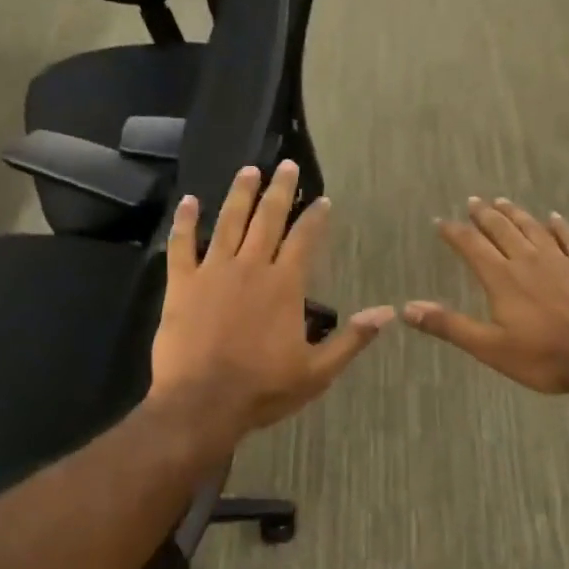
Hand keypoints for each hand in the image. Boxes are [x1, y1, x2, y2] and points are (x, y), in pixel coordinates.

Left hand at [150, 161, 394, 454]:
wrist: (203, 403)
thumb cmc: (263, 389)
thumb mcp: (318, 371)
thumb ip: (352, 338)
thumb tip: (388, 311)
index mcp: (284, 285)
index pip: (305, 240)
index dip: (315, 218)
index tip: (323, 200)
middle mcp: (250, 267)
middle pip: (267, 218)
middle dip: (280, 190)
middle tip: (286, 165)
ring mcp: (213, 272)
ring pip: (228, 222)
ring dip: (240, 194)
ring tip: (249, 170)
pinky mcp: (181, 284)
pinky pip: (181, 245)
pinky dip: (185, 221)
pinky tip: (189, 201)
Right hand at [406, 197, 568, 395]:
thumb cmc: (544, 357)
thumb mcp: (489, 347)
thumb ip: (449, 325)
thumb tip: (407, 309)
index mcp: (501, 278)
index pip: (471, 246)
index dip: (454, 232)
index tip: (440, 222)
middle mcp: (528, 261)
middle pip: (501, 230)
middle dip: (484, 215)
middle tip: (472, 201)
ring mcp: (560, 261)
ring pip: (532, 229)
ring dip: (515, 214)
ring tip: (503, 202)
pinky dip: (559, 226)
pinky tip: (554, 218)